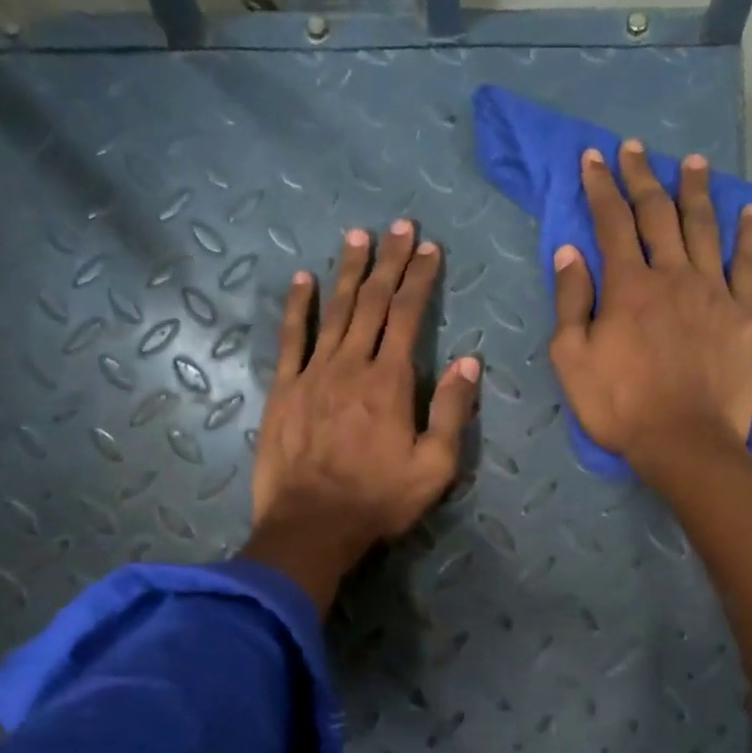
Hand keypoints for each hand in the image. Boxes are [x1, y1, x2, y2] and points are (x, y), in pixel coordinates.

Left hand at [243, 221, 480, 614]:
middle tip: (399, 226)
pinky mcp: (283, 390)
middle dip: (389, 262)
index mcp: (390, 381)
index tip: (430, 248)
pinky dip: (297, 307)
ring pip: (333, 311)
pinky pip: (291, 338)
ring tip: (358, 236)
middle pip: (372, 302)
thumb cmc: (379, 500)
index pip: (408, 316)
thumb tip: (468, 362)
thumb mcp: (434, 466)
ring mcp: (313, 374)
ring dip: (347, 272)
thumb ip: (451, 411)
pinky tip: (303, 279)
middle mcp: (351, 365)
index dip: (420, 278)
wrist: (311, 526)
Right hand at [548, 140, 751, 475]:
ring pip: (705, 228)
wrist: (683, 441)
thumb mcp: (572, 359)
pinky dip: (751, 233)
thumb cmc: (619, 405)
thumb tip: (570, 252)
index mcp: (628, 286)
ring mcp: (714, 292)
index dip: (601, 187)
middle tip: (635, 148)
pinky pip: (750, 263)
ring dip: (696, 191)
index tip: (594, 158)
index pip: (612, 223)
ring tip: (692, 162)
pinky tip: (751, 209)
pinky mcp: (746, 314)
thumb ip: (571, 302)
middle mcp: (673, 275)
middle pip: (657, 215)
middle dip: (643, 177)